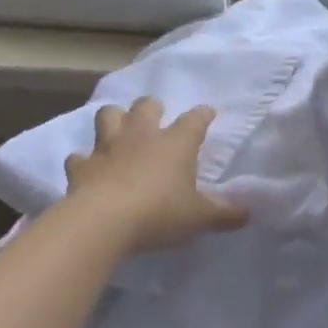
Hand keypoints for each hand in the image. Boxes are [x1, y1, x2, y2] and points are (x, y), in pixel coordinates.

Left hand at [63, 98, 248, 253]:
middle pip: (147, 106)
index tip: (207, 113)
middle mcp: (142, 136)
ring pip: (108, 116)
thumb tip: (247, 213)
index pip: (195, 120)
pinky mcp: (81, 166)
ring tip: (118, 129)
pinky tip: (87, 168)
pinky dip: (83, 161)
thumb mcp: (199, 217)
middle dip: (152, 108)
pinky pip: (79, 157)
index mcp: (175, 143)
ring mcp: (108, 147)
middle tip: (156, 116)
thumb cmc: (159, 213)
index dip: (202, 115)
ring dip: (114, 119)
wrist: (104, 221)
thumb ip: (223, 214)